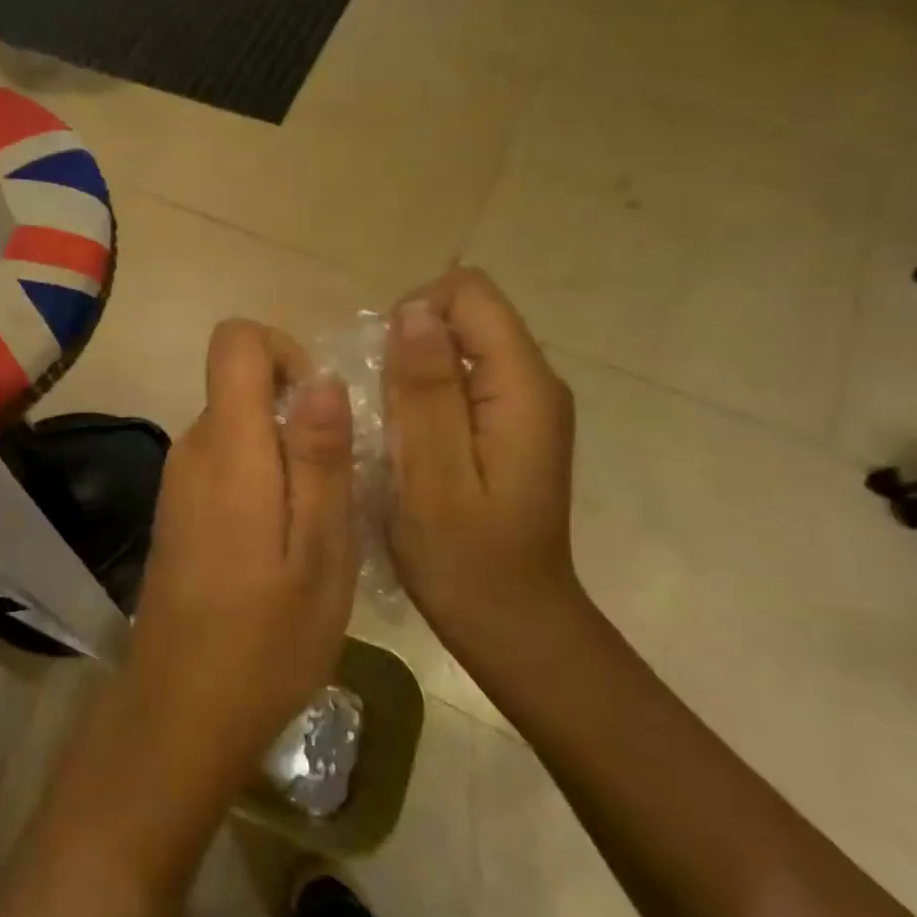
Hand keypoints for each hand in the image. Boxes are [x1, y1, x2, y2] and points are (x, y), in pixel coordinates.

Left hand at [114, 320, 357, 818]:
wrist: (183, 709)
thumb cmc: (266, 637)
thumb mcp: (321, 549)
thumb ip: (319, 457)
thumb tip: (322, 377)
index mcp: (227, 447)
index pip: (234, 342)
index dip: (283, 351)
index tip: (320, 408)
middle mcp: (192, 450)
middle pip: (240, 387)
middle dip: (294, 416)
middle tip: (334, 488)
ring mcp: (178, 482)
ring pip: (236, 429)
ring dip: (282, 455)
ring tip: (314, 526)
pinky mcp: (178, 511)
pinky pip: (223, 466)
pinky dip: (260, 481)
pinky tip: (282, 546)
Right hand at [384, 268, 587, 664]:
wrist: (511, 622)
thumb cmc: (465, 558)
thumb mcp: (432, 474)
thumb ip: (426, 389)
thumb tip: (415, 310)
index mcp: (523, 386)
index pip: (468, 293)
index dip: (414, 316)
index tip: (383, 374)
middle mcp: (533, 383)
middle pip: (463, 318)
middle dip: (409, 350)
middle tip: (383, 415)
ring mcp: (522, 407)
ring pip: (456, 350)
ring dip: (411, 378)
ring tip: (391, 434)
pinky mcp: (507, 428)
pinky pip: (458, 383)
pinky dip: (422, 401)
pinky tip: (407, 447)